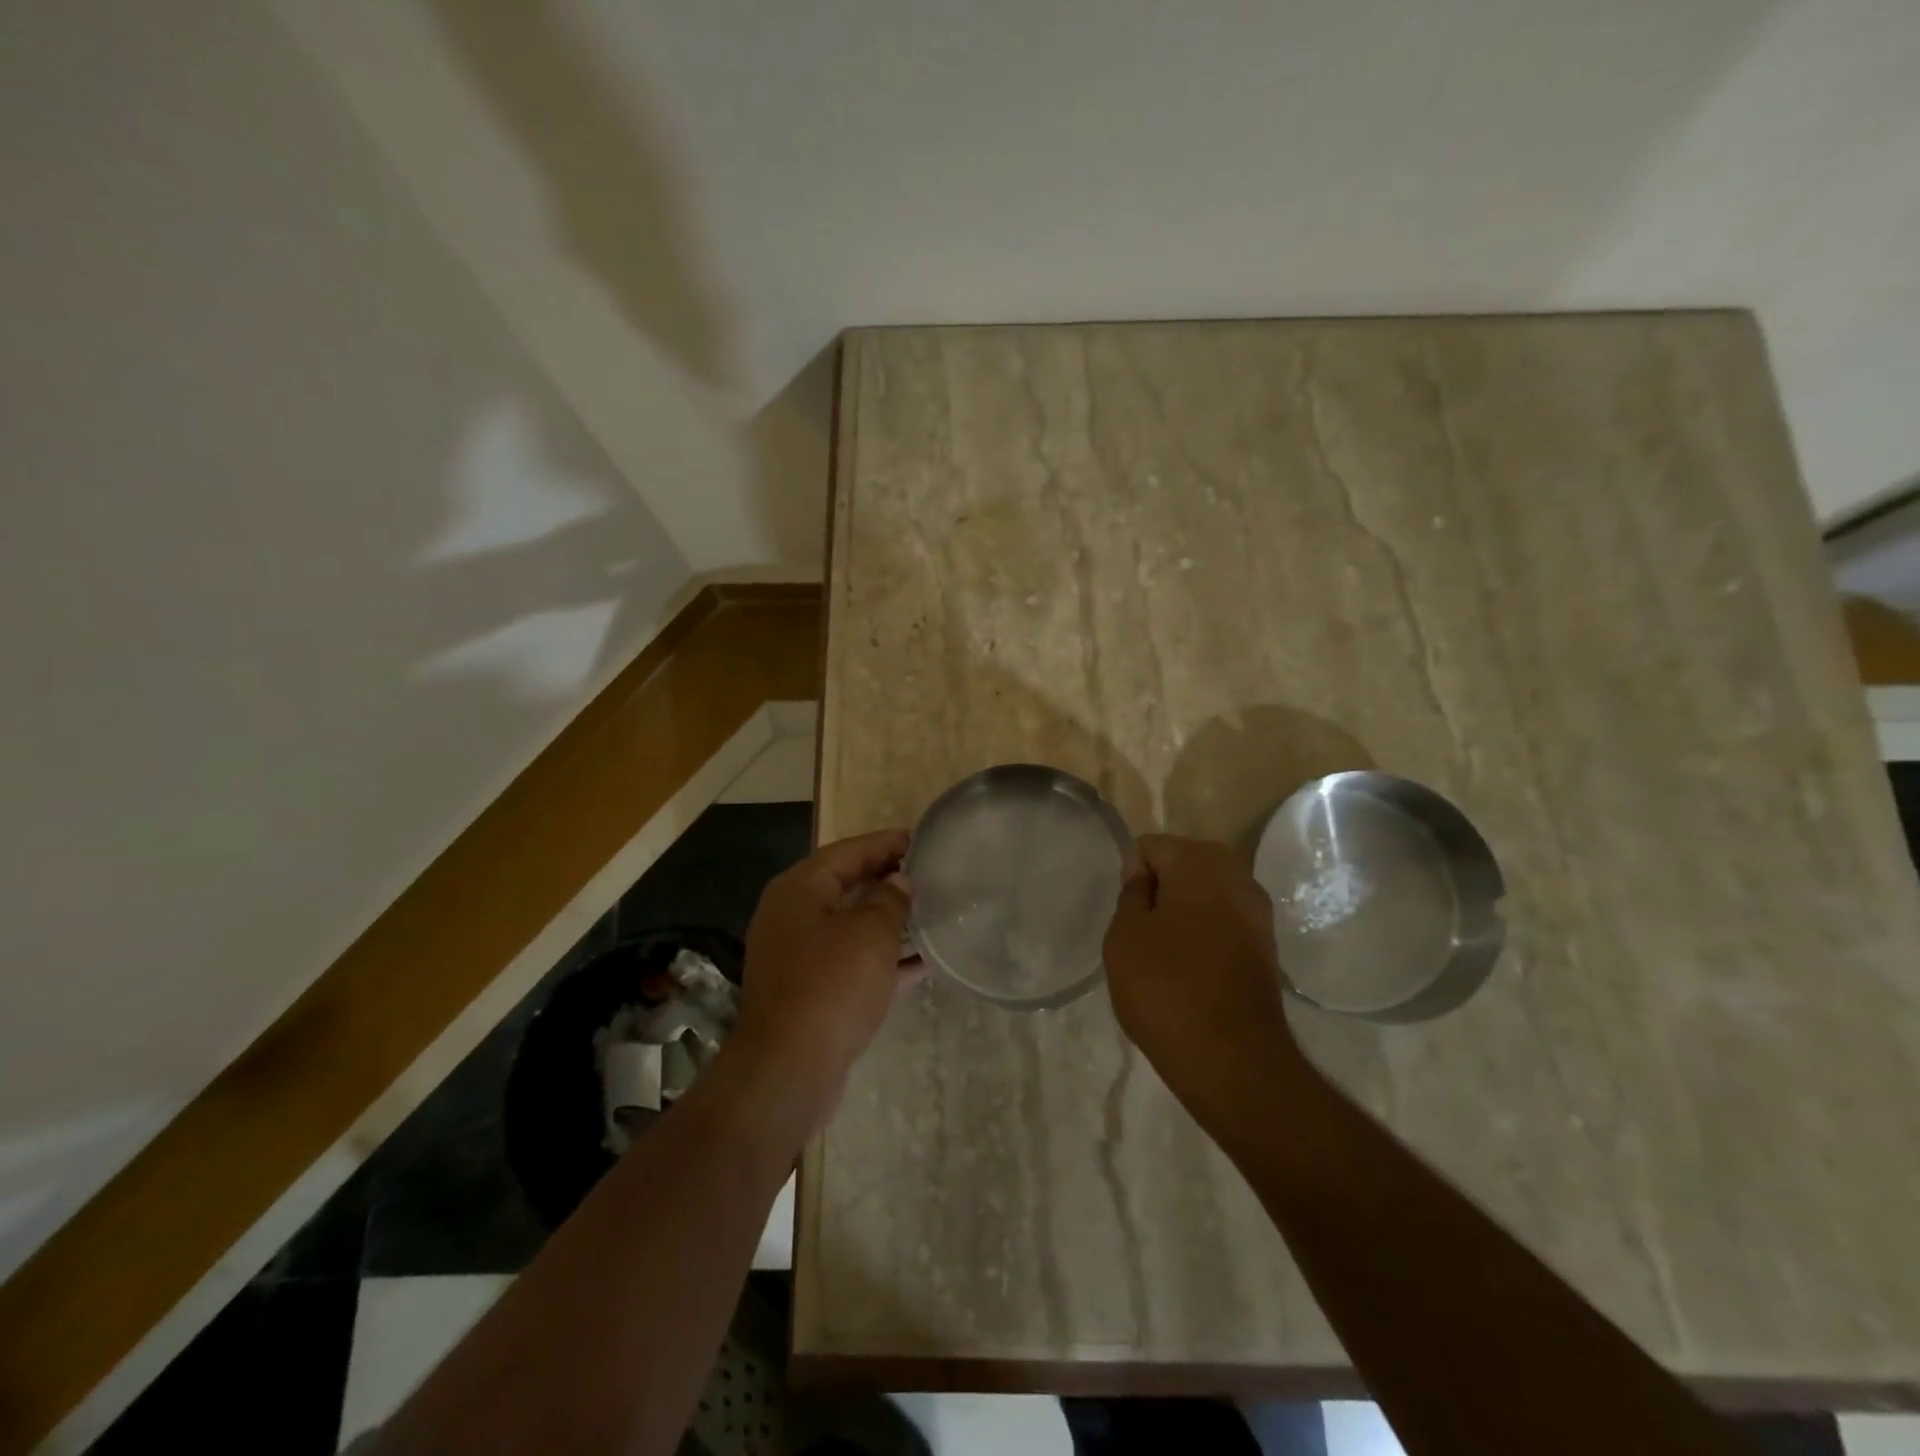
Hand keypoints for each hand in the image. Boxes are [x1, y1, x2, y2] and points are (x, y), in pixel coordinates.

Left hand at [732, 829, 916, 1123]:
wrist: (789, 1069)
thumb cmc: (832, 985)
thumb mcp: (871, 933)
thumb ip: (890, 899)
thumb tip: (900, 882)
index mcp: (799, 890)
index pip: (847, 851)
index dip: (885, 843)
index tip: (922, 839)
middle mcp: (791, 916)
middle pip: (845, 885)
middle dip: (886, 880)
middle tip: (929, 874)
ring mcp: (797, 956)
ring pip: (849, 926)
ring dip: (887, 921)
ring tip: (930, 913)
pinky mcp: (808, 992)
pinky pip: (850, 962)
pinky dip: (881, 959)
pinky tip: (920, 964)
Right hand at [1103, 834, 1296, 1120]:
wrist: (1233, 1060)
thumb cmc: (1166, 988)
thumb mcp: (1124, 936)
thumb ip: (1131, 893)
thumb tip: (1143, 873)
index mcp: (1200, 860)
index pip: (1150, 847)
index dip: (1130, 877)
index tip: (1124, 915)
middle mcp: (1237, 874)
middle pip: (1182, 866)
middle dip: (1159, 892)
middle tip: (1139, 934)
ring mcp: (1258, 910)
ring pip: (1204, 895)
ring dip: (1182, 914)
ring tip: (1161, 955)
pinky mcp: (1266, 945)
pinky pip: (1223, 922)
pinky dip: (1203, 935)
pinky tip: (1188, 970)